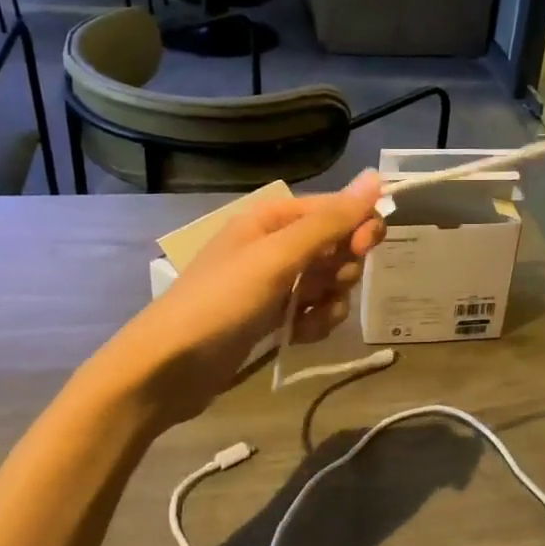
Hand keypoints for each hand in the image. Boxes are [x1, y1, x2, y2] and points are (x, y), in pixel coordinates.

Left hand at [112, 173, 385, 425]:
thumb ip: (329, 221)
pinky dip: (314, 322)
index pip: (334, 209)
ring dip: (331, 301)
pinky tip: (299, 336)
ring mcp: (274, 283)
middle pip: (336, 246)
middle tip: (328, 287)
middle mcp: (275, 245)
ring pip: (329, 283)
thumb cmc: (222, 302)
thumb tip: (375, 177)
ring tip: (310, 319)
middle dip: (342, 269)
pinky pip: (313, 310)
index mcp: (272, 219)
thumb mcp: (278, 256)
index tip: (365, 248)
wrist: (168, 368)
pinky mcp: (273, 317)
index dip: (357, 225)